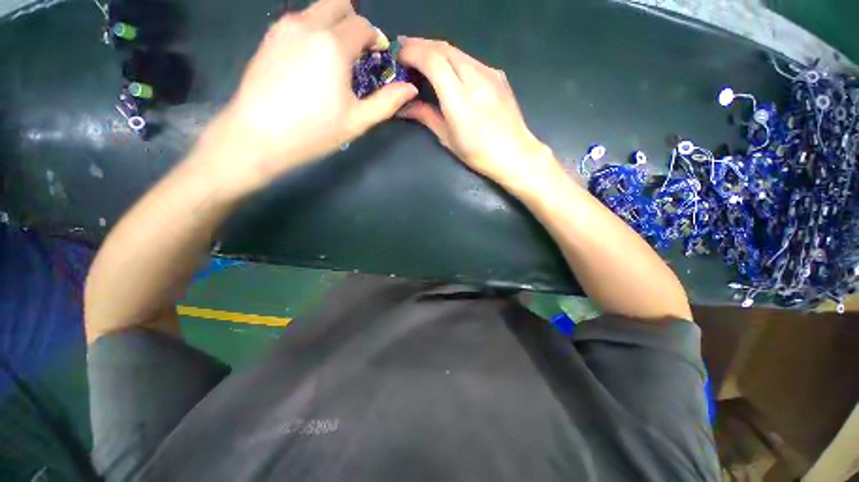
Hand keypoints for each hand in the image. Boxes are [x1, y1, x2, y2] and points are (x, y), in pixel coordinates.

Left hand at [200, 0, 417, 191]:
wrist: (258, 136)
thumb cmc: (314, 131)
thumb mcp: (357, 121)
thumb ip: (387, 102)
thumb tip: (410, 88)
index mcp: (333, 45)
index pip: (363, 25)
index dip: (375, 40)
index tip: (378, 58)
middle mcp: (307, 25)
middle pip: (338, 3)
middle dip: (354, 23)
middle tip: (358, 53)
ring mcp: (284, 28)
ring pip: (316, 11)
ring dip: (332, 27)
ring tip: (335, 62)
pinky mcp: (269, 37)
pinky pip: (299, 22)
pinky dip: (313, 33)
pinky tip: (312, 63)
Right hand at [396, 37, 556, 191]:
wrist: (515, 153)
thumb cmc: (478, 153)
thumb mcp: (448, 138)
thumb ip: (425, 116)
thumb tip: (403, 106)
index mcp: (459, 98)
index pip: (432, 60)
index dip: (412, 52)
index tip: (398, 55)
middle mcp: (475, 78)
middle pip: (443, 48)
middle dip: (420, 44)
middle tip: (404, 49)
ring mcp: (490, 73)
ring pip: (457, 51)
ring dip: (436, 50)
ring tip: (422, 56)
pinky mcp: (498, 74)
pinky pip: (471, 60)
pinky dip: (453, 58)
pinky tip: (448, 68)